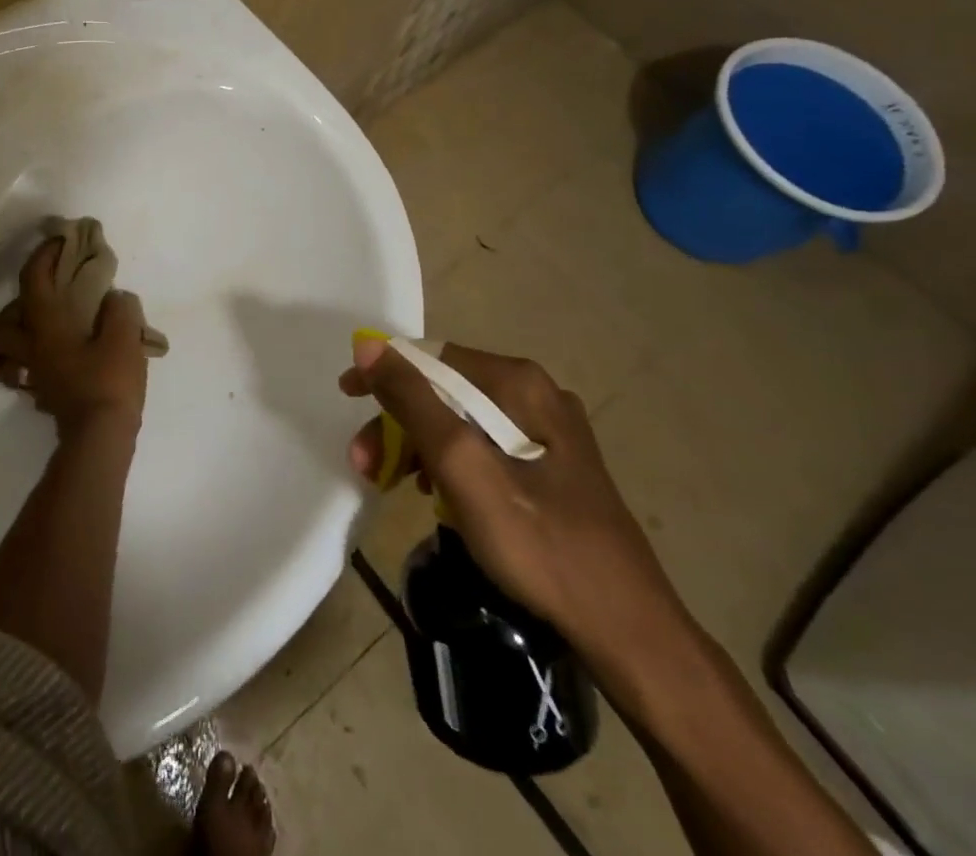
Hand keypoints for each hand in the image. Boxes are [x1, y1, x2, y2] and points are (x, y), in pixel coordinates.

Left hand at [0, 240, 149, 437]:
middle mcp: (31, 349)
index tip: (58, 243)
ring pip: (5, 354)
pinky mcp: (44, 397)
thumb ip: (120, 310)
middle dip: (13, 308)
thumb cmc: (109, 381)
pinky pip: (27, 374)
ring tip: (44, 330)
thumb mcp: (125, 337)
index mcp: (45, 327)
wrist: (101, 438)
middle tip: (43, 300)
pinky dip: (34, 362)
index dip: (42, 256)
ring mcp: (34, 376)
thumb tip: (115, 300)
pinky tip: (60, 359)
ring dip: (16, 338)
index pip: (32, 281)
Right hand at [342, 338, 693, 674]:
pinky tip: (434, 493)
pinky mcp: (552, 466)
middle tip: (365, 463)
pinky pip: (482, 446)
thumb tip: (367, 343)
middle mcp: (535, 394)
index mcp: (519, 383)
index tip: (347, 398)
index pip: (431, 358)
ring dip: (418, 446)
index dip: (383, 375)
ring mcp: (548, 431)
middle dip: (398, 422)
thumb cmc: (539, 544)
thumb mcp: (463, 468)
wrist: (627, 632)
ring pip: (460, 421)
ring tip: (391, 483)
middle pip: (444, 391)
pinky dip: (449, 464)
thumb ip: (414, 402)